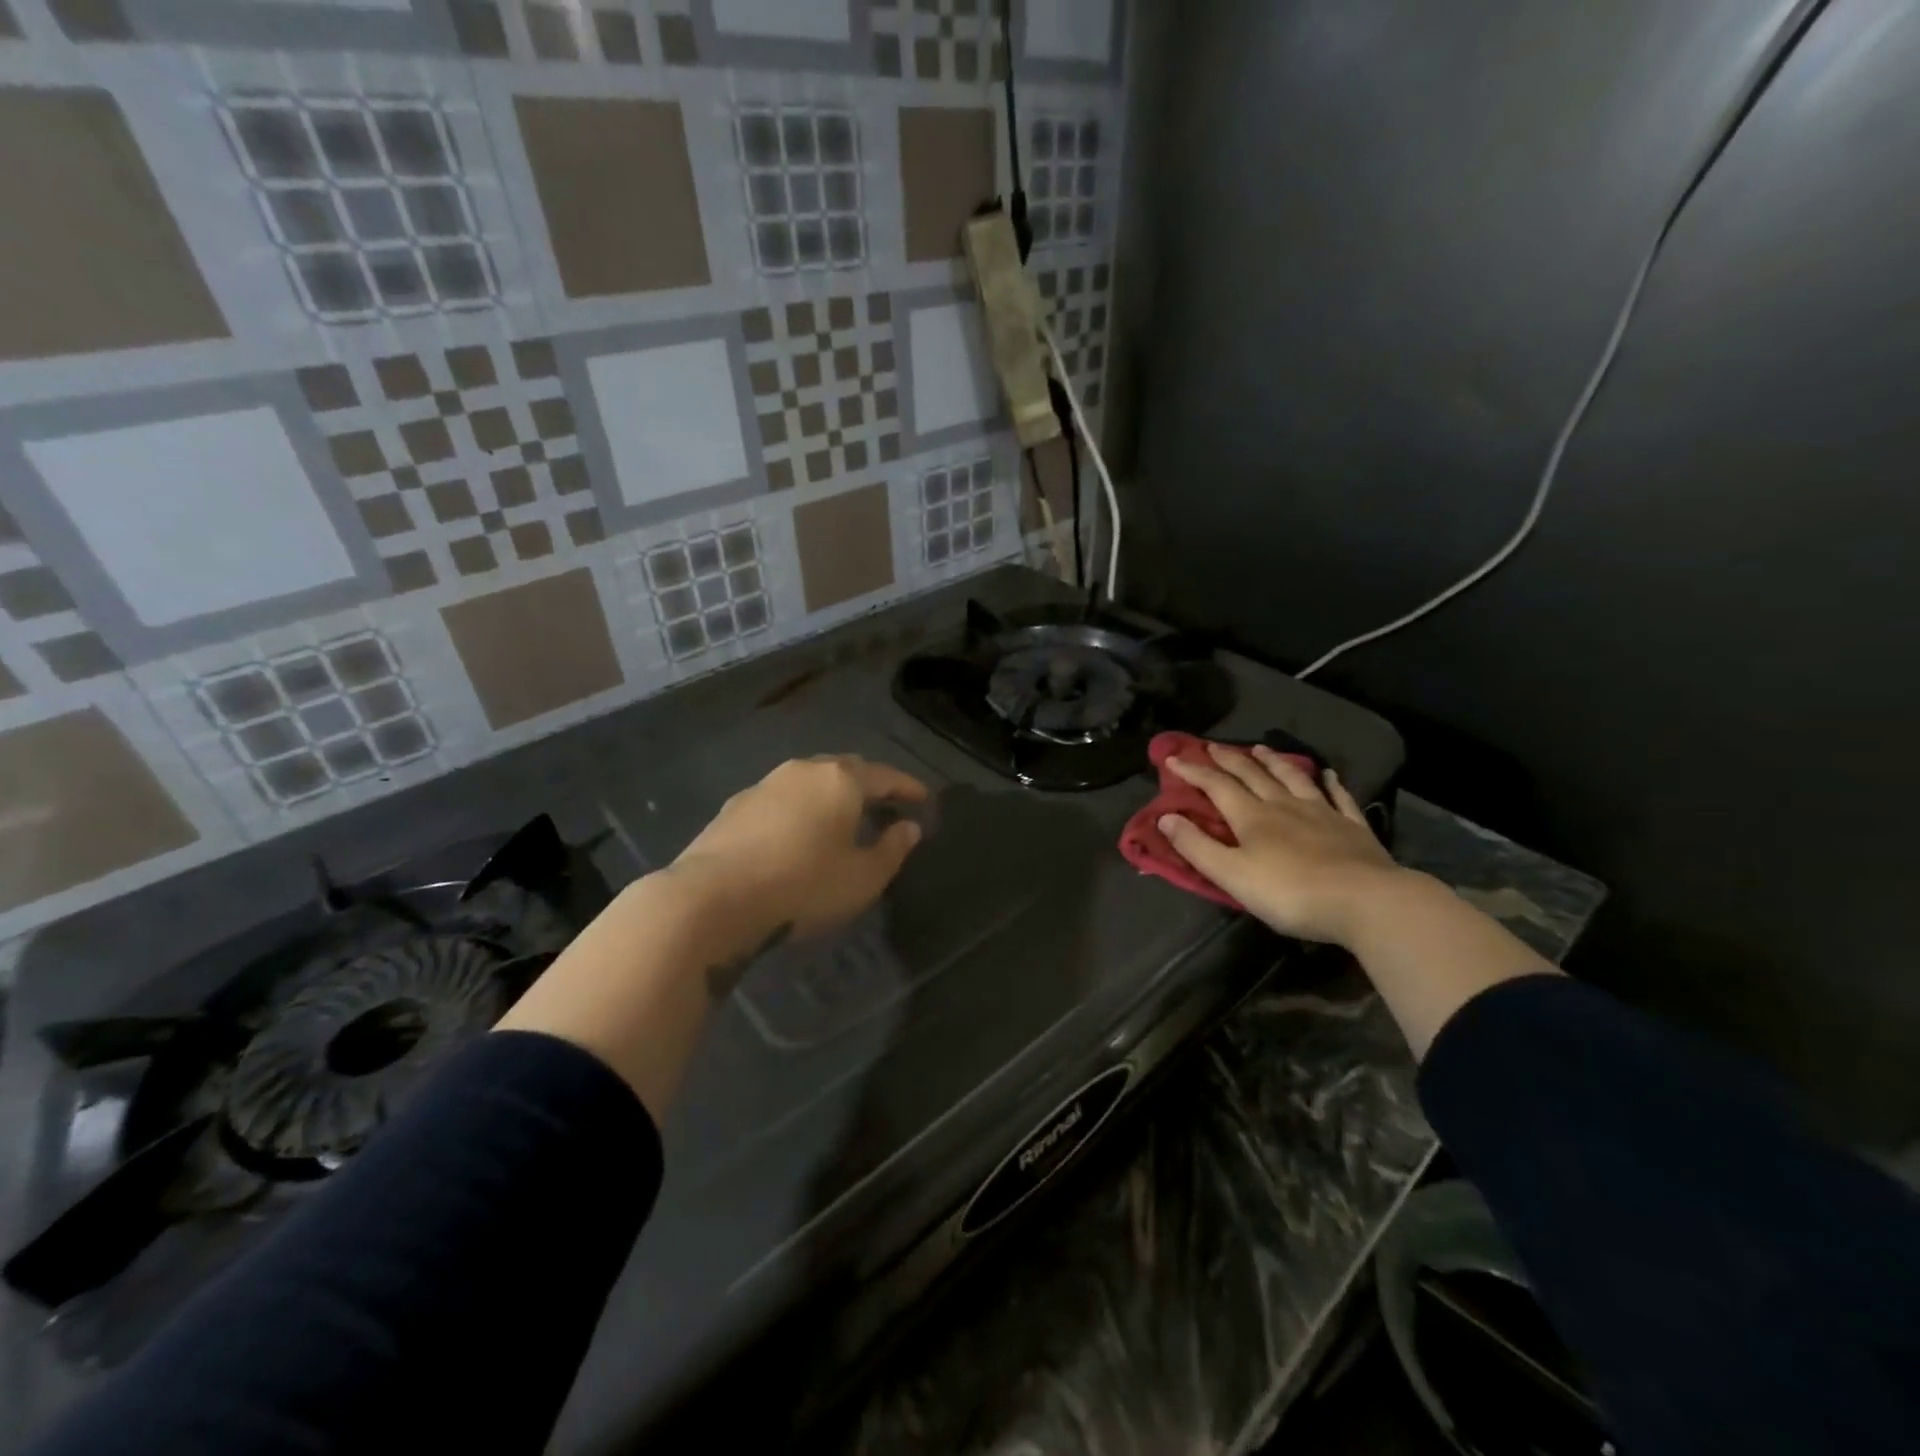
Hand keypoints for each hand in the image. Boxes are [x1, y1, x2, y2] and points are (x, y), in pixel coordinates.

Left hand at [669, 755, 928, 943]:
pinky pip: (783, 800)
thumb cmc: (803, 885)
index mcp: (840, 780)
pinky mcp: (736, 806)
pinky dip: (802, 810)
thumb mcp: (862, 878)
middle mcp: (803, 771)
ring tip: (845, 818)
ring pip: (810, 782)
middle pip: (846, 770)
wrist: (712, 898)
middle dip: (870, 785)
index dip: (908, 787)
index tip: (925, 799)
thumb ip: (892, 850)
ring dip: (832, 796)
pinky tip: (800, 832)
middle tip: (887, 804)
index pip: (885, 776)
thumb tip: (909, 827)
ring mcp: (765, 785)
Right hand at [1159, 744, 1405, 946]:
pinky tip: (1328, 774)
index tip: (1173, 758)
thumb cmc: (1290, 893)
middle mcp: (1284, 805)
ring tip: (1261, 749)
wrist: (1365, 901)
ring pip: (1293, 778)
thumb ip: (1197, 846)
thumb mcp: (1232, 875)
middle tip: (1213, 746)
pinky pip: (1339, 797)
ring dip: (1274, 762)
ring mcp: (1322, 813)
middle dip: (1229, 759)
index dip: (1193, 771)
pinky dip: (1331, 783)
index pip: (1216, 786)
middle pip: (1252, 776)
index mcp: (1252, 817)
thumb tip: (1166, 817)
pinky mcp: (1353, 827)